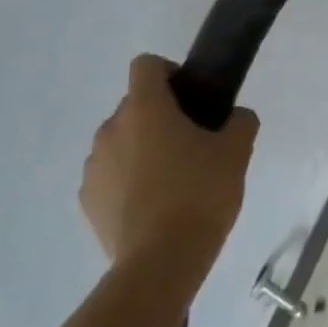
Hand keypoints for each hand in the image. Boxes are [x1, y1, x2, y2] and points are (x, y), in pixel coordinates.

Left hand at [81, 54, 256, 274]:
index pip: (146, 65)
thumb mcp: (237, 151)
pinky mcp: (87, 201)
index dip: (170, 73)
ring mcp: (94, 167)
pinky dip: (128, 179)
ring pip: (121, 140)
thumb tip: (234, 117)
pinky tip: (153, 205)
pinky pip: (110, 174)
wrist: (161, 261)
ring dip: (142, 148)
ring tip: (173, 178)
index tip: (193, 98)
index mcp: (145, 109)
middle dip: (160, 115)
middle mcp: (111, 129)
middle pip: (135, 105)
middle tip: (193, 142)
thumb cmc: (200, 192)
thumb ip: (240, 122)